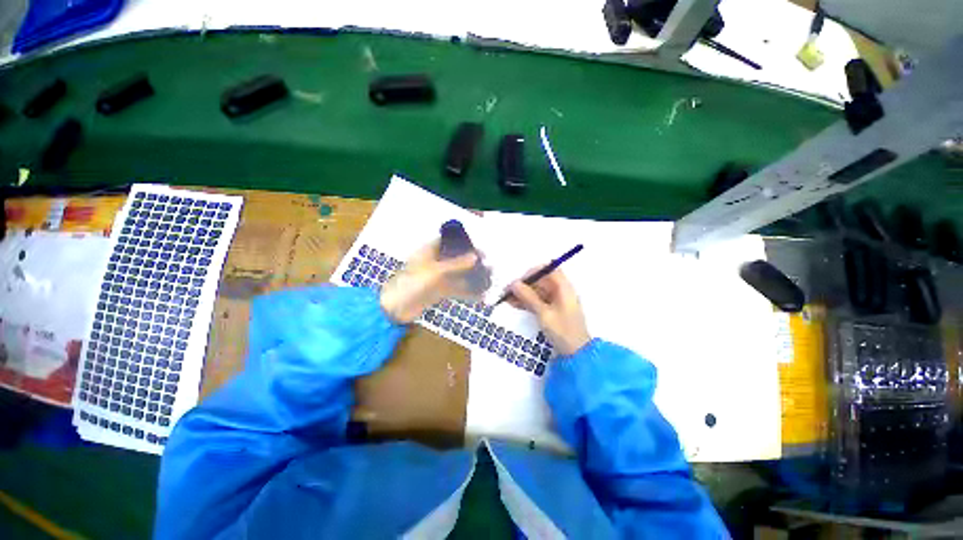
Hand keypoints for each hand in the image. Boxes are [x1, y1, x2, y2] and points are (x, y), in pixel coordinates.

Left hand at [380, 240, 482, 323]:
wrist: (396, 309)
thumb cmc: (412, 284)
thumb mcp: (436, 272)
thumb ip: (456, 264)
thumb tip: (476, 256)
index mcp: (429, 251)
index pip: (447, 241)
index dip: (462, 242)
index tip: (478, 246)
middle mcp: (434, 262)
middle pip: (454, 258)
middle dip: (470, 260)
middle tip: (487, 264)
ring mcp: (436, 277)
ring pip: (456, 273)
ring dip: (470, 276)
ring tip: (487, 278)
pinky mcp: (438, 290)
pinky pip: (454, 287)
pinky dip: (465, 290)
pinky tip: (478, 294)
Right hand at [508, 270, 590, 356]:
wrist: (576, 354)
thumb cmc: (563, 331)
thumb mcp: (544, 313)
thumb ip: (529, 297)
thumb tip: (514, 284)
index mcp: (564, 288)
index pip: (550, 270)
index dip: (535, 272)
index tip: (520, 279)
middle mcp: (561, 292)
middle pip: (542, 281)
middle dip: (525, 284)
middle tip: (509, 291)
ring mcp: (557, 301)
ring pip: (538, 292)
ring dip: (524, 294)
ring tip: (507, 298)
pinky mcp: (553, 311)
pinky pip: (538, 301)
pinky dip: (528, 302)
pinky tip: (515, 304)